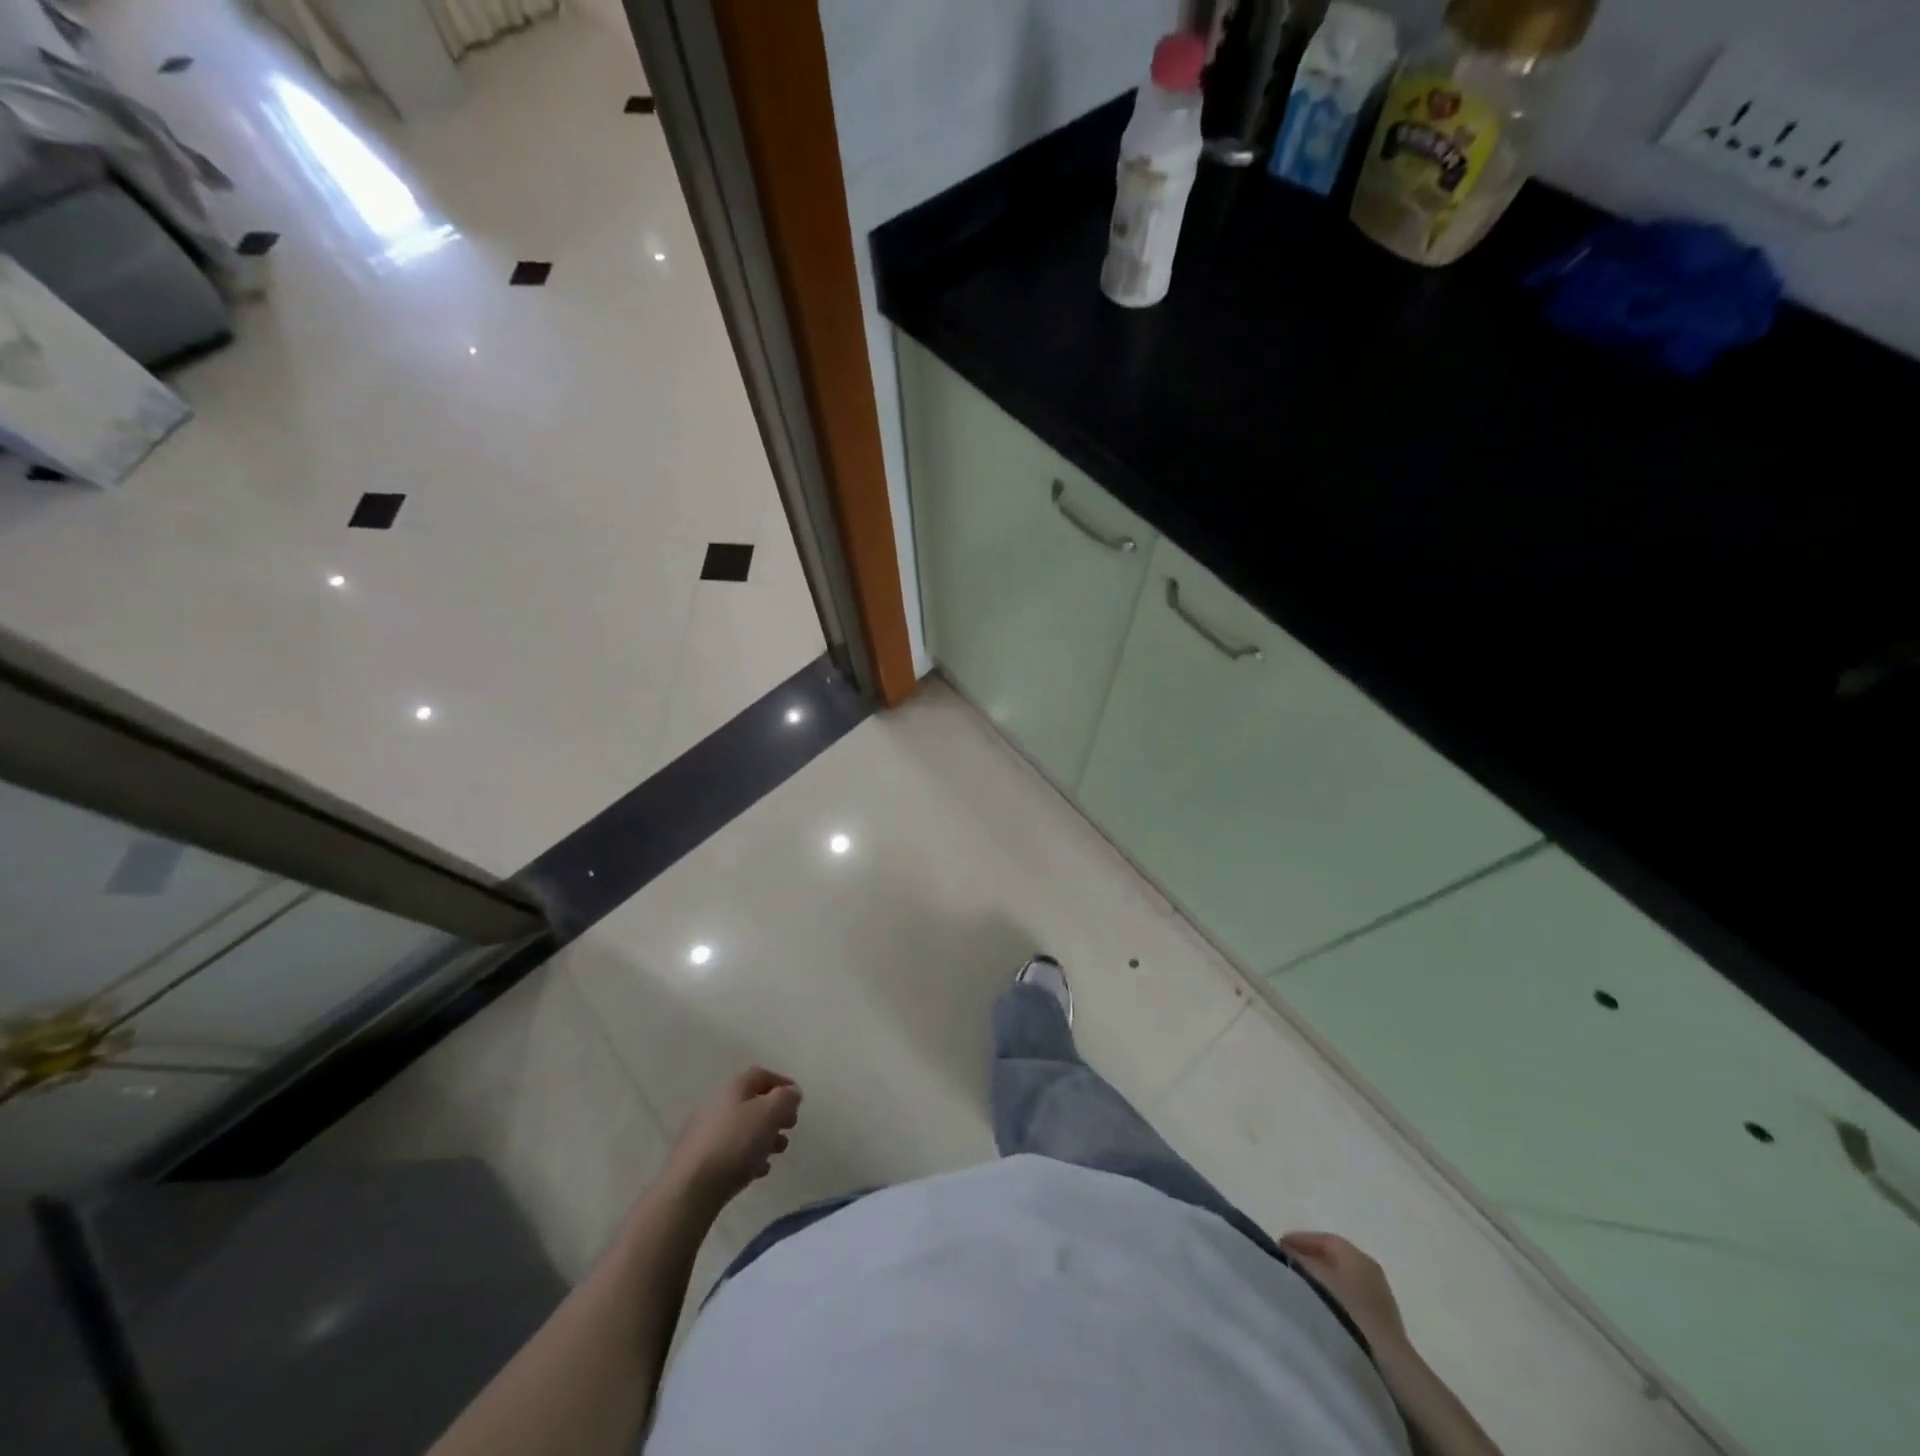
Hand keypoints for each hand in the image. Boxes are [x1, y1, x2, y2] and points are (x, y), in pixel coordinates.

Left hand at [662, 1067, 801, 1212]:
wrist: (689, 1190)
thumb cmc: (734, 1144)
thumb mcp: (769, 1113)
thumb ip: (785, 1099)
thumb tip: (791, 1093)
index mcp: (733, 1089)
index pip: (761, 1075)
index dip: (782, 1083)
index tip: (798, 1099)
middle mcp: (716, 1105)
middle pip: (751, 1103)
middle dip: (774, 1114)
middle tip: (790, 1127)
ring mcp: (704, 1134)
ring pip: (742, 1129)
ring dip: (764, 1136)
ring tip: (778, 1152)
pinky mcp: (698, 1161)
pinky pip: (730, 1152)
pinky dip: (748, 1156)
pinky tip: (758, 1171)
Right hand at [1279, 1231, 1409, 1354]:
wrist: (1387, 1360)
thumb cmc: (1348, 1311)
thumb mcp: (1317, 1280)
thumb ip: (1299, 1261)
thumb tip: (1286, 1252)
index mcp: (1356, 1255)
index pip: (1324, 1239)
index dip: (1300, 1239)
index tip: (1279, 1246)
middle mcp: (1369, 1268)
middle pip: (1333, 1255)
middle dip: (1309, 1256)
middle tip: (1288, 1263)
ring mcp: (1378, 1293)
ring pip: (1342, 1275)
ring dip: (1322, 1276)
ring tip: (1301, 1284)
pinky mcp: (1381, 1316)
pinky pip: (1350, 1294)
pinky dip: (1334, 1292)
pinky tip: (1322, 1304)